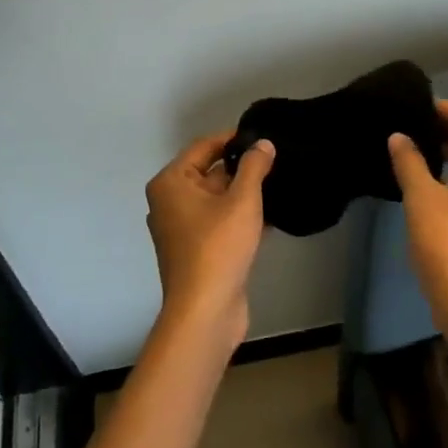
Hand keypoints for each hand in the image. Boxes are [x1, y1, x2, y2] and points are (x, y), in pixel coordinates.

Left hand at [144, 132, 275, 350]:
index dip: (233, 139)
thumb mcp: (242, 200)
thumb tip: (263, 143)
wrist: (205, 311)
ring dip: (244, 193)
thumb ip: (254, 166)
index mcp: (171, 183)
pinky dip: (240, 217)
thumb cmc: (218, 247)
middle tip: (276, 160)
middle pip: (209, 172)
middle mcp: (169, 202)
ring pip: (216, 199)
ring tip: (278, 184)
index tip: (263, 136)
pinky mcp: (195, 250)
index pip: (204, 147)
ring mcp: (180, 228)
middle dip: (241, 167)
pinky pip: (218, 222)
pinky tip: (271, 216)